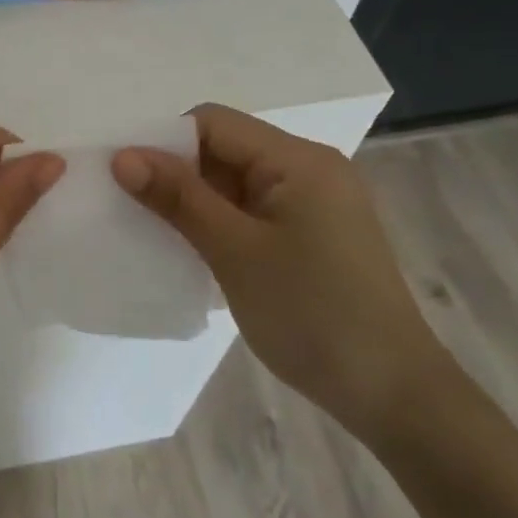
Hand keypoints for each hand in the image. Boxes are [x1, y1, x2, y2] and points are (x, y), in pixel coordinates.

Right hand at [112, 104, 452, 441]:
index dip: (164, 143)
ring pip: (236, 182)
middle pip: (224, 148)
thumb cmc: (312, 315)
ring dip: (196, 202)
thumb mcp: (234, 252)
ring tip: (157, 232)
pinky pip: (253, 210)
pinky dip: (221, 223)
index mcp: (297, 159)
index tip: (126, 180)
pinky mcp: (314, 234)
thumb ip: (178, 198)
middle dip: (177, 173)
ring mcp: (315, 203)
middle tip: (133, 209)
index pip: (213, 122)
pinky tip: (197, 251)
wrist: (394, 395)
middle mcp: (309, 169)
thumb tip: (122, 156)